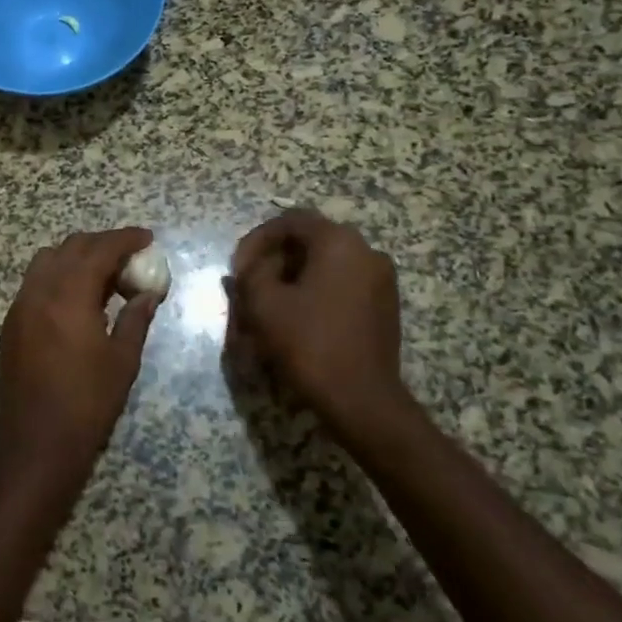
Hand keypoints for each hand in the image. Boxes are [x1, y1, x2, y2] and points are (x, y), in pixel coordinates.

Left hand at [0, 228, 160, 477]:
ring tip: (104, 275)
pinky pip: (35, 281)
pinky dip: (58, 275)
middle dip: (102, 244)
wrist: (36, 443)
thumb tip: (149, 293)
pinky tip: (77, 297)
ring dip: (77, 257)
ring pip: (48, 260)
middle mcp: (40, 290)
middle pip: (71, 247)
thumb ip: (136, 318)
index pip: (100, 250)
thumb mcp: (122, 360)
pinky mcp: (11, 322)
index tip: (147, 238)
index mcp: (69, 295)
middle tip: (130, 256)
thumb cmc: (88, 403)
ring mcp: (20, 305)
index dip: (125, 239)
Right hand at [227, 210, 413, 445]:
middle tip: (250, 286)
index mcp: (338, 242)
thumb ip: (250, 274)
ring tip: (268, 305)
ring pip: (325, 265)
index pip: (289, 221)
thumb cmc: (309, 343)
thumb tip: (249, 268)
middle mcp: (366, 251)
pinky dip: (315, 293)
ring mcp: (381, 279)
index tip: (237, 270)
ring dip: (292, 278)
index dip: (256, 241)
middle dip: (273, 261)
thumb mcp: (264, 304)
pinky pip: (341, 284)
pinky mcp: (384, 306)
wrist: (362, 400)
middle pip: (308, 242)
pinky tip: (295, 319)